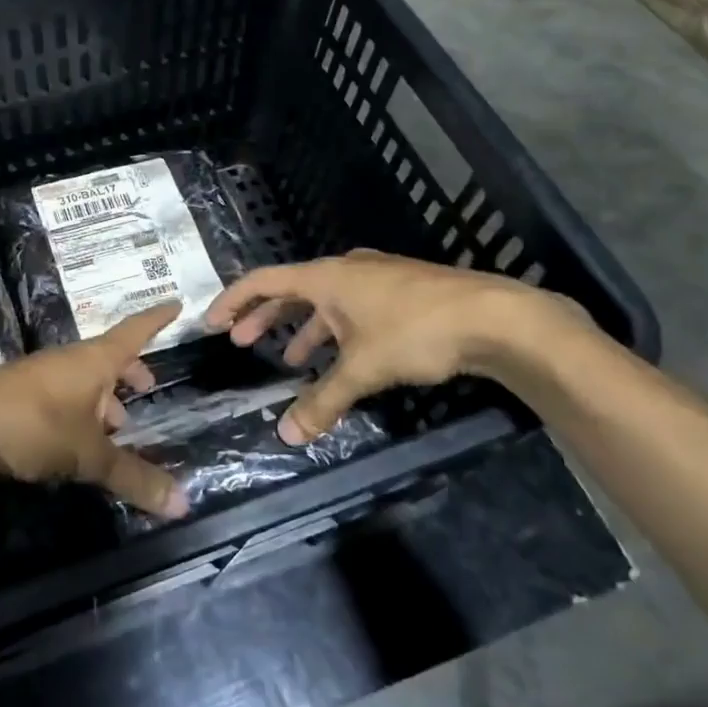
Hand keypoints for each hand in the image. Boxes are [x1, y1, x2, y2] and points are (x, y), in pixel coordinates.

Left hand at [0, 303, 190, 518]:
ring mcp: (39, 375)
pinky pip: (61, 394)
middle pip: (107, 357)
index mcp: (93, 360)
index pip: (134, 331)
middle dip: (129, 369)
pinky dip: (78, 409)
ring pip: (82, 378)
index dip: (156, 320)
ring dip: (102, 395)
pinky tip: (75, 438)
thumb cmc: (32, 426)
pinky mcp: (18, 395)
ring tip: (116, 424)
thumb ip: (134, 478)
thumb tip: (184, 503)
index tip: (176, 304)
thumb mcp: (88, 455)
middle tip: (147, 386)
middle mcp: (68, 360)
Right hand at [204, 250, 564, 444]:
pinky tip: (340, 357)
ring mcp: (375, 279)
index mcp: (326, 277)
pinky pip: (350, 309)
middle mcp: (345, 271)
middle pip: (291, 290)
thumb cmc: (415, 331)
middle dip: (264, 317)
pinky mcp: (400, 292)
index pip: (263, 281)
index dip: (233, 300)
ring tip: (290, 360)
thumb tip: (287, 435)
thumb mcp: (362, 369)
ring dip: (302, 329)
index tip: (212, 323)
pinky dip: (334, 332)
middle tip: (241, 342)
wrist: (494, 317)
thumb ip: (323, 400)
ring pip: (324, 302)